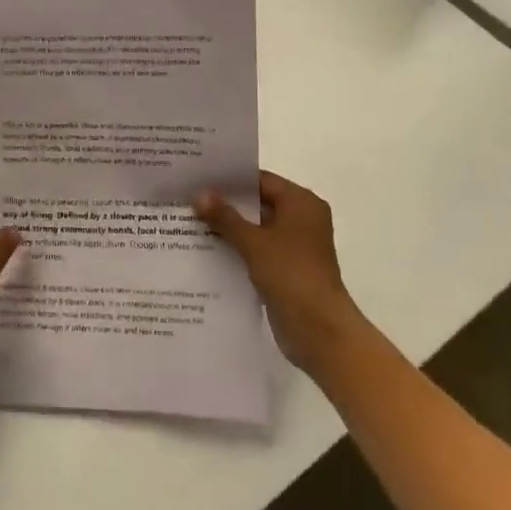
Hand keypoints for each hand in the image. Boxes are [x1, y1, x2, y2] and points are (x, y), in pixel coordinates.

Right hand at [196, 171, 364, 374]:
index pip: (261, 180)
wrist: (320, 332)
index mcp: (301, 202)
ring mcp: (296, 246)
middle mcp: (302, 219)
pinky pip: (259, 250)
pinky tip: (208, 250)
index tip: (200, 177)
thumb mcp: (254, 243)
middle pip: (259, 203)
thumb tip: (199, 194)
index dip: (231, 179)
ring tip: (192, 222)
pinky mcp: (288, 270)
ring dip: (230, 228)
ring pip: (257, 229)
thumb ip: (225, 217)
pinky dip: (238, 249)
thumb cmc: (291, 275)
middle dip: (227, 204)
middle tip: (191, 198)